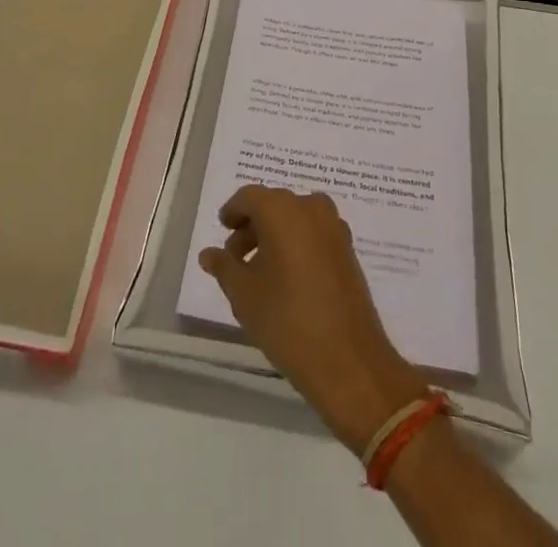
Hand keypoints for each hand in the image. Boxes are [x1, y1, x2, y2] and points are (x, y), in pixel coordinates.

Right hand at [199, 185, 426, 452]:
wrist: (348, 359)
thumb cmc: (287, 320)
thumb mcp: (244, 294)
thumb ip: (224, 267)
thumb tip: (209, 253)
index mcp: (282, 209)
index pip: (249, 197)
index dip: (233, 212)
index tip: (223, 229)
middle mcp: (310, 208)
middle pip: (274, 206)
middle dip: (252, 227)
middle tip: (235, 258)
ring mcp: (334, 227)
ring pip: (295, 220)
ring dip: (275, 236)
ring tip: (259, 273)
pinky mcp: (348, 250)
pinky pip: (314, 235)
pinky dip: (297, 245)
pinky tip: (287, 279)